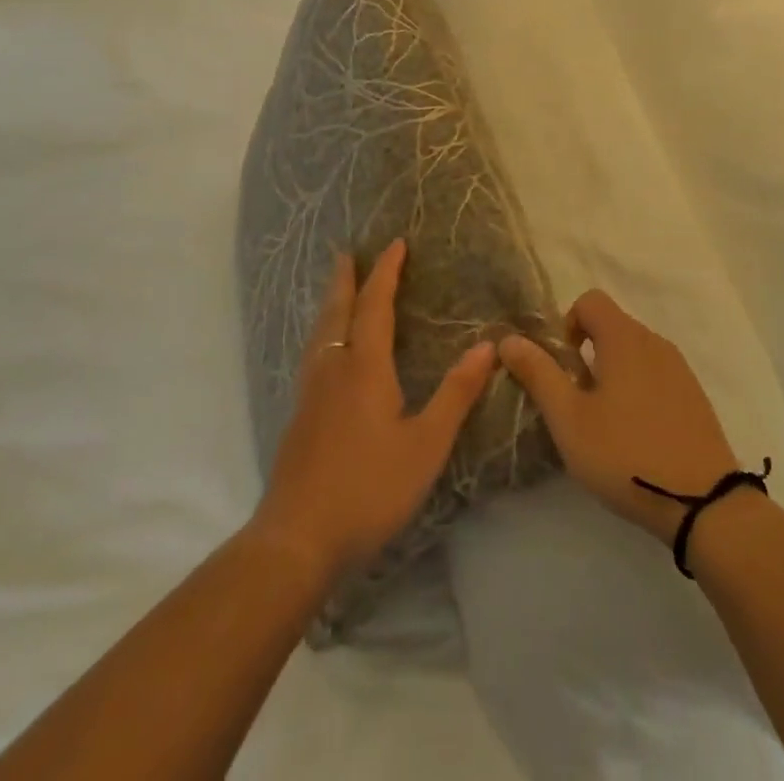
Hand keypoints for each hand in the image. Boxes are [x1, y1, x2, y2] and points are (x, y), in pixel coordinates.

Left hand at [251, 240, 497, 583]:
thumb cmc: (369, 488)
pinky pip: (313, 355)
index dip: (386, 273)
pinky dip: (323, 333)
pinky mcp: (300, 417)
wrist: (296, 540)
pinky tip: (325, 352)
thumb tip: (487, 346)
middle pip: (338, 311)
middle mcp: (334, 369)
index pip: (376, 306)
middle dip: (346, 279)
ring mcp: (311, 394)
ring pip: (320, 333)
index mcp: (365, 368)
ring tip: (336, 291)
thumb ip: (456, 394)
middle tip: (347, 253)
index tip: (395, 244)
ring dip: (331, 304)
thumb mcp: (426, 444)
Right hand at [499, 291, 739, 545]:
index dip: (568, 325)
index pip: (590, 300)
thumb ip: (538, 374)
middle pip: (612, 326)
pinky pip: (655, 375)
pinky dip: (638, 390)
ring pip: (634, 353)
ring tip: (605, 424)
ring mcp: (679, 368)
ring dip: (612, 374)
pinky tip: (635, 436)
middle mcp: (654, 341)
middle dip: (587, 354)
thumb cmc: (625, 454)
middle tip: (577, 403)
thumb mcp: (570, 419)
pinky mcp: (694, 395)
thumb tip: (509, 339)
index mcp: (624, 338)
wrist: (703, 502)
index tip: (563, 369)